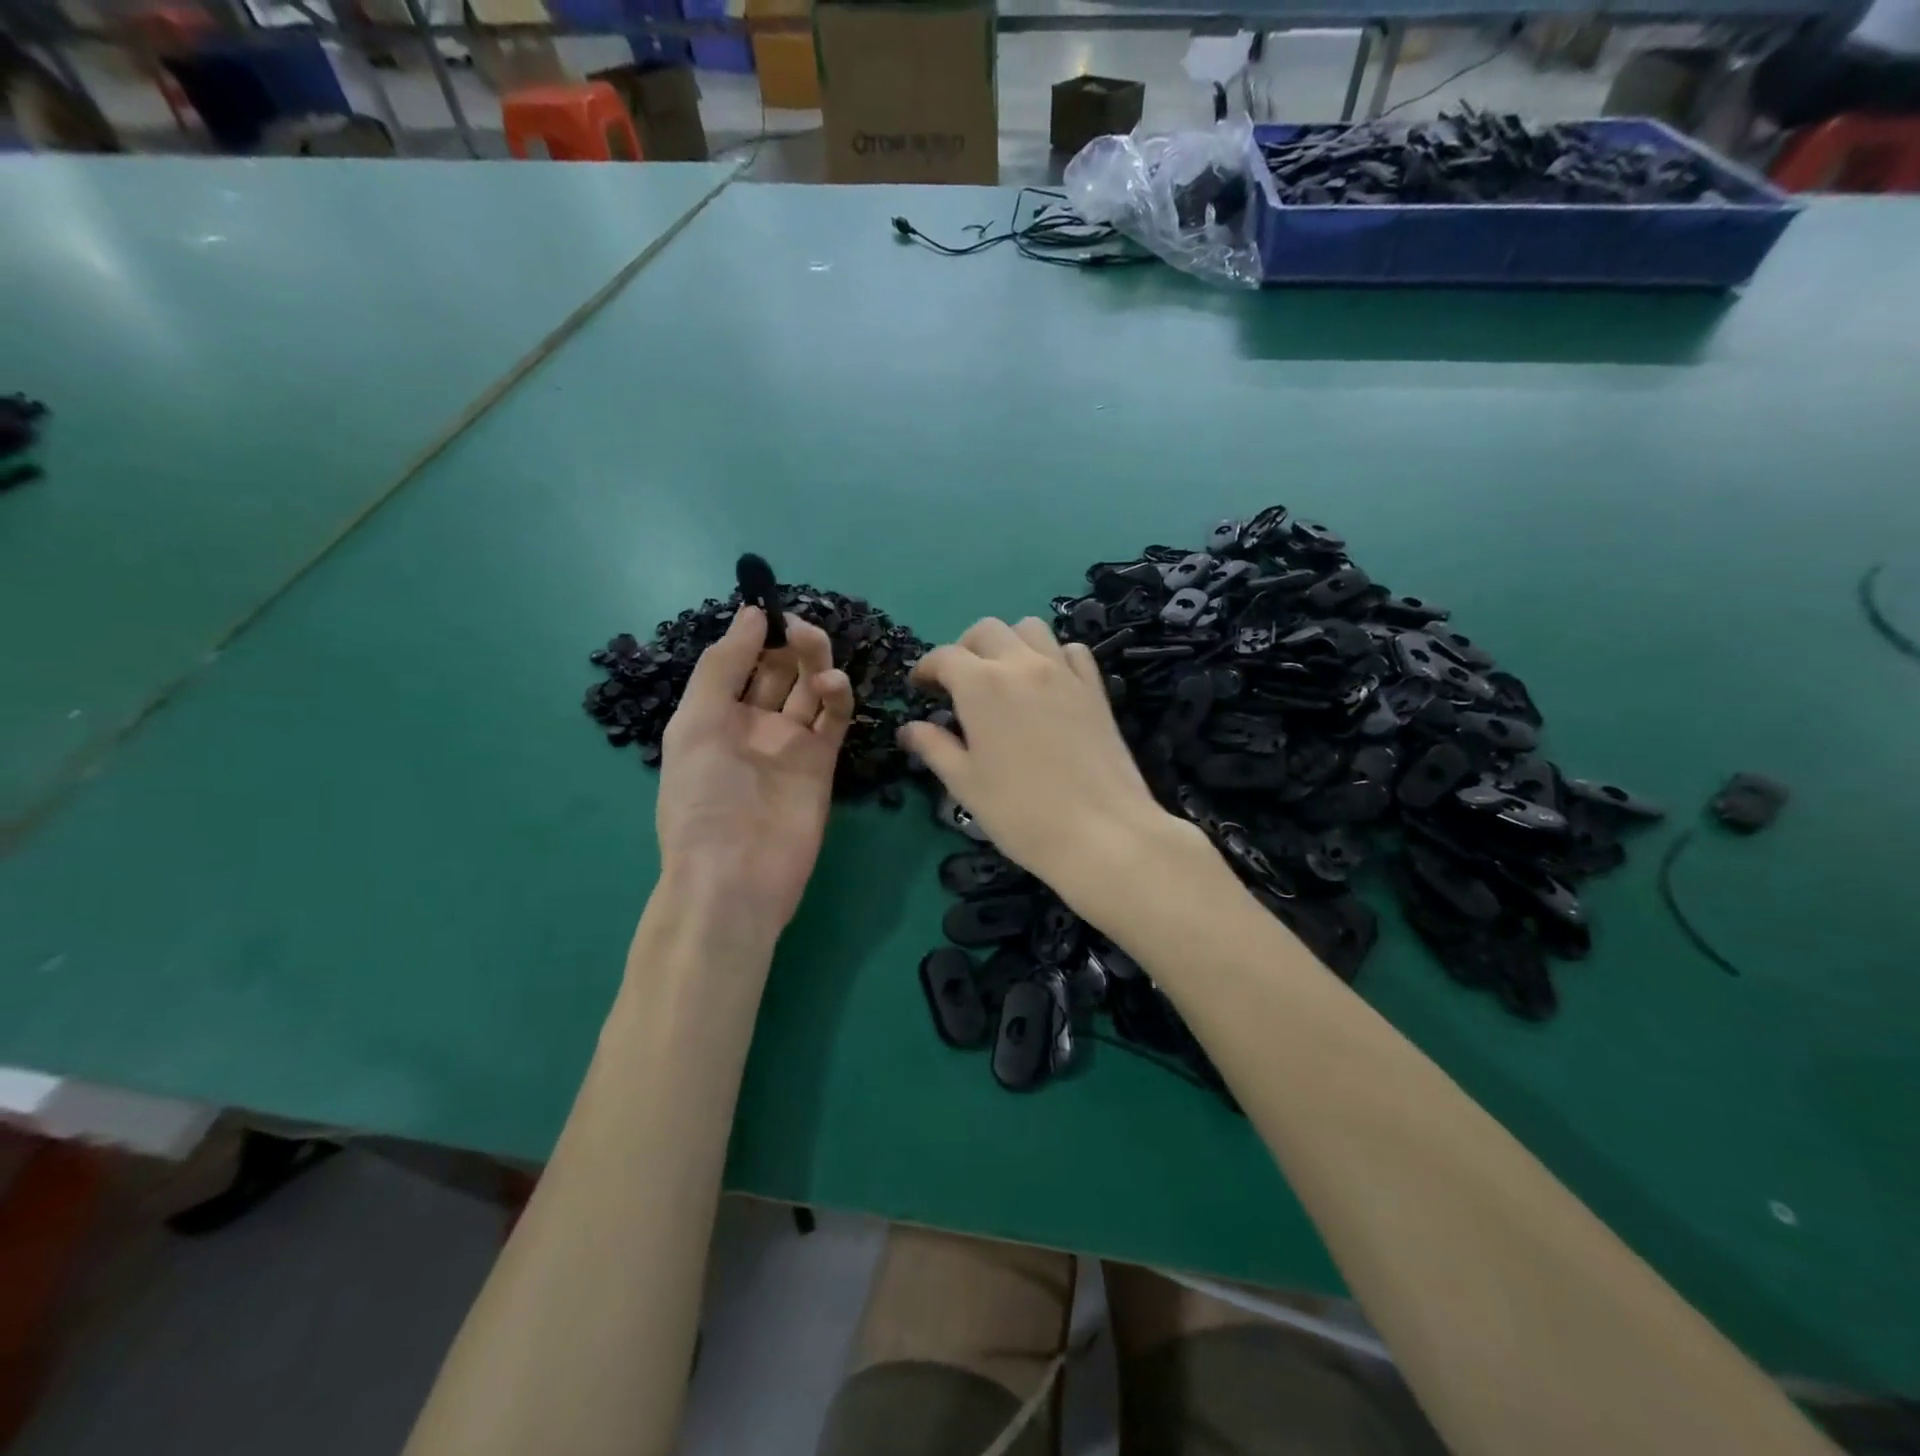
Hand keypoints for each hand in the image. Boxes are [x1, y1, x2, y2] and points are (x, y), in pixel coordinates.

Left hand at [655, 606, 852, 935]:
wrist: (736, 875)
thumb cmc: (704, 798)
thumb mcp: (696, 723)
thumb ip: (722, 665)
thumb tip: (750, 613)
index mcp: (715, 714)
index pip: (740, 661)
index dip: (755, 635)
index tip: (771, 608)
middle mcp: (754, 724)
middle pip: (779, 671)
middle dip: (789, 645)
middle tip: (800, 628)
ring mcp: (790, 744)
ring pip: (809, 689)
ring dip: (814, 662)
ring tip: (814, 648)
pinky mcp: (822, 763)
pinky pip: (832, 720)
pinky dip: (837, 697)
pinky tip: (834, 684)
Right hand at [898, 618, 1200, 911]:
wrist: (1102, 832)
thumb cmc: (1021, 813)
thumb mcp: (965, 784)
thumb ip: (934, 748)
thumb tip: (909, 728)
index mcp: (981, 685)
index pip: (944, 656)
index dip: (926, 668)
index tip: (920, 689)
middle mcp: (1022, 664)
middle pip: (987, 631)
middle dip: (965, 649)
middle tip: (958, 684)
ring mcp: (1063, 672)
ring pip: (1031, 629)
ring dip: (1009, 643)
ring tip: (1003, 677)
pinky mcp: (1095, 688)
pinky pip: (1071, 651)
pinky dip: (1053, 656)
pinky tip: (1047, 684)